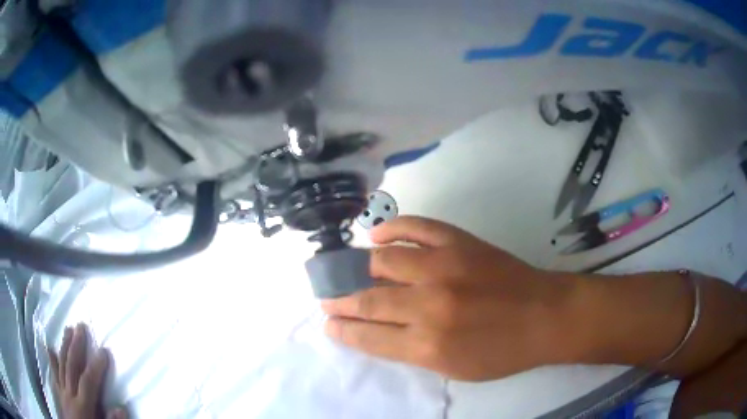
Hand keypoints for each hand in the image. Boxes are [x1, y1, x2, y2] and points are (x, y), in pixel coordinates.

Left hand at [48, 324, 127, 418]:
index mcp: (82, 406)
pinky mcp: (59, 393)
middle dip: (76, 346)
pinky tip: (49, 348)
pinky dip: (52, 361)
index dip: (96, 366)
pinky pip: (54, 374)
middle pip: (71, 367)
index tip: (104, 350)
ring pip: (61, 365)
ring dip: (65, 346)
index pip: (88, 382)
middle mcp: (69, 394)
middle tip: (80, 326)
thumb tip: (121, 407)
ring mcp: (62, 392)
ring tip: (68, 329)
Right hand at [321, 216, 572, 380]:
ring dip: (358, 267)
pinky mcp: (459, 242)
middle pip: (368, 300)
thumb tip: (375, 331)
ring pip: (383, 260)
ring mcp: (444, 267)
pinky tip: (376, 233)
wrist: (544, 316)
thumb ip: (411, 351)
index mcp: (427, 345)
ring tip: (350, 270)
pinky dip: (391, 227)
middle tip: (327, 298)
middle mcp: (429, 305)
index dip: (341, 330)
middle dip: (340, 301)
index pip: (367, 336)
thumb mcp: (453, 369)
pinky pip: (416, 226)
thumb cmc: (501, 352)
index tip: (327, 322)